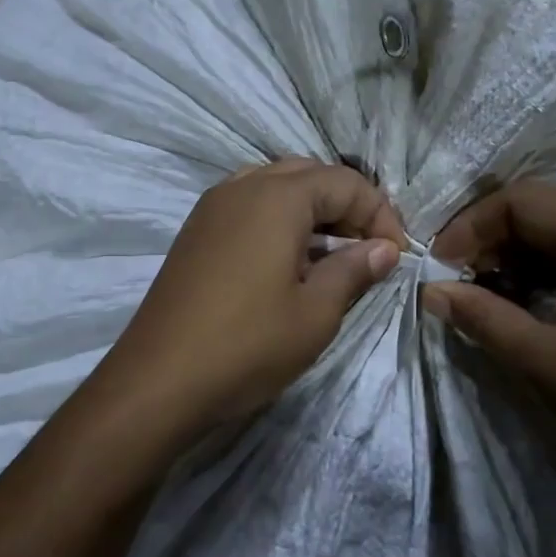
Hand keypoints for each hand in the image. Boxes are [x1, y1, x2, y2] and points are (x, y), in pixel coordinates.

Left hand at [93, 159, 403, 444]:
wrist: (157, 381)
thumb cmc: (247, 345)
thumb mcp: (316, 312)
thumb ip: (354, 270)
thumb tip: (384, 248)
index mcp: (277, 197)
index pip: (345, 182)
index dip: (380, 214)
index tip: (397, 255)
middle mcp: (242, 187)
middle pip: (309, 175)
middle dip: (347, 205)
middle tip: (368, 248)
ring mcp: (212, 207)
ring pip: (275, 186)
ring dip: (311, 209)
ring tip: (331, 252)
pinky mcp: (195, 231)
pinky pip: (248, 204)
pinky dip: (278, 219)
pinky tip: (287, 259)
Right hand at [423, 181, 555, 511]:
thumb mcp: (541, 359)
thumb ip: (480, 315)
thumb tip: (430, 290)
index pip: (523, 201)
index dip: (471, 227)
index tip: (438, 264)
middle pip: (544, 210)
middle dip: (492, 241)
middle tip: (458, 280)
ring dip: (519, 255)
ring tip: (486, 293)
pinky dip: (550, 269)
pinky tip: (526, 300)